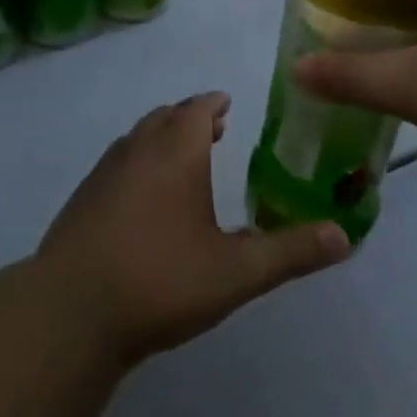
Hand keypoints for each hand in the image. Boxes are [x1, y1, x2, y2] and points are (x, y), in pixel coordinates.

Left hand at [36, 93, 350, 366]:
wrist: (71, 312)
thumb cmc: (160, 281)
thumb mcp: (236, 272)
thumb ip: (291, 252)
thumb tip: (345, 236)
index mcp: (174, 152)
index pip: (196, 109)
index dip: (213, 104)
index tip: (226, 106)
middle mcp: (136, 150)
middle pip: (163, 118)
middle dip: (188, 119)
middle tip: (211, 130)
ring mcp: (102, 173)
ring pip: (136, 139)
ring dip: (160, 138)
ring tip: (180, 158)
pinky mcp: (81, 200)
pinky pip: (116, 164)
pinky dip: (137, 162)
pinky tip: (142, 199)